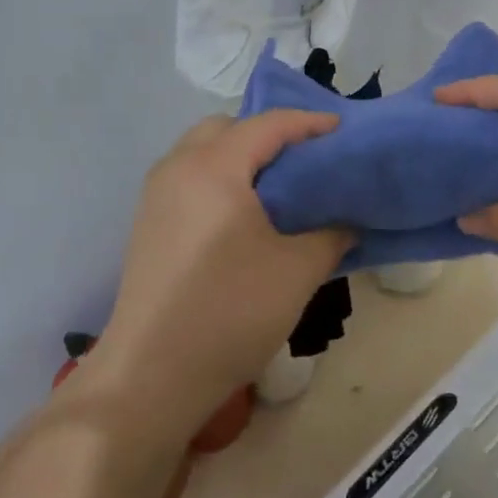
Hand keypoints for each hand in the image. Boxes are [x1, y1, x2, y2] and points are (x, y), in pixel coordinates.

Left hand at [85, 111, 350, 439]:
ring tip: (279, 187)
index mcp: (213, 167)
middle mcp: (178, 168)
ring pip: (203, 151)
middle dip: (269, 134)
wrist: (151, 375)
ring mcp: (156, 196)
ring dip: (241, 156)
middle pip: (228, 128)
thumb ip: (332, 234)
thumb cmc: (230, 311)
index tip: (343, 132)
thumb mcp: (297, 270)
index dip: (309, 123)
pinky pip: (190, 178)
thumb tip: (348, 221)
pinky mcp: (148, 223)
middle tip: (306, 160)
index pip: (268, 124)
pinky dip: (221, 177)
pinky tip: (245, 215)